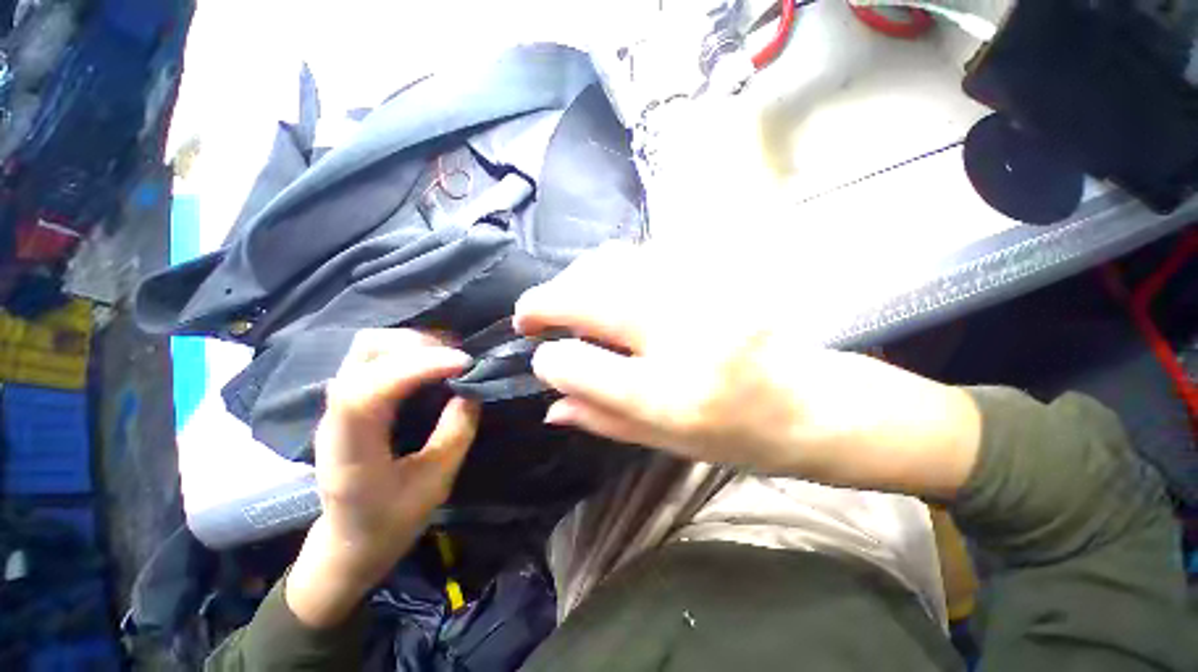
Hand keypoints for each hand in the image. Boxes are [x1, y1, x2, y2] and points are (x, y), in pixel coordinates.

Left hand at [286, 330, 478, 628]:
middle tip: (458, 358)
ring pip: (368, 346)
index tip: (463, 363)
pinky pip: (377, 356)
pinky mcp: (352, 400)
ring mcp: (340, 404)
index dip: (416, 367)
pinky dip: (409, 349)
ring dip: (413, 342)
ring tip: (449, 356)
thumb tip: (472, 391)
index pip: (367, 390)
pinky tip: (434, 361)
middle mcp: (336, 417)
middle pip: (363, 352)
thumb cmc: (389, 523)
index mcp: (349, 450)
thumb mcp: (433, 485)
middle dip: (417, 344)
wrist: (348, 542)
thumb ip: (455, 434)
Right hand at [514, 243, 980, 498]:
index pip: (578, 364)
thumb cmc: (742, 436)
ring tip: (569, 301)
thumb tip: (549, 403)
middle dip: (544, 300)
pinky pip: (643, 254)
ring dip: (575, 279)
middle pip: (587, 295)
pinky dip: (611, 268)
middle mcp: (684, 334)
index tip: (540, 357)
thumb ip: (602, 420)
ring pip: (611, 261)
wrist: (817, 403)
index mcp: (671, 396)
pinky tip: (610, 289)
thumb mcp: (666, 443)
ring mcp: (703, 290)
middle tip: (530, 315)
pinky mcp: (717, 268)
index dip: (548, 360)